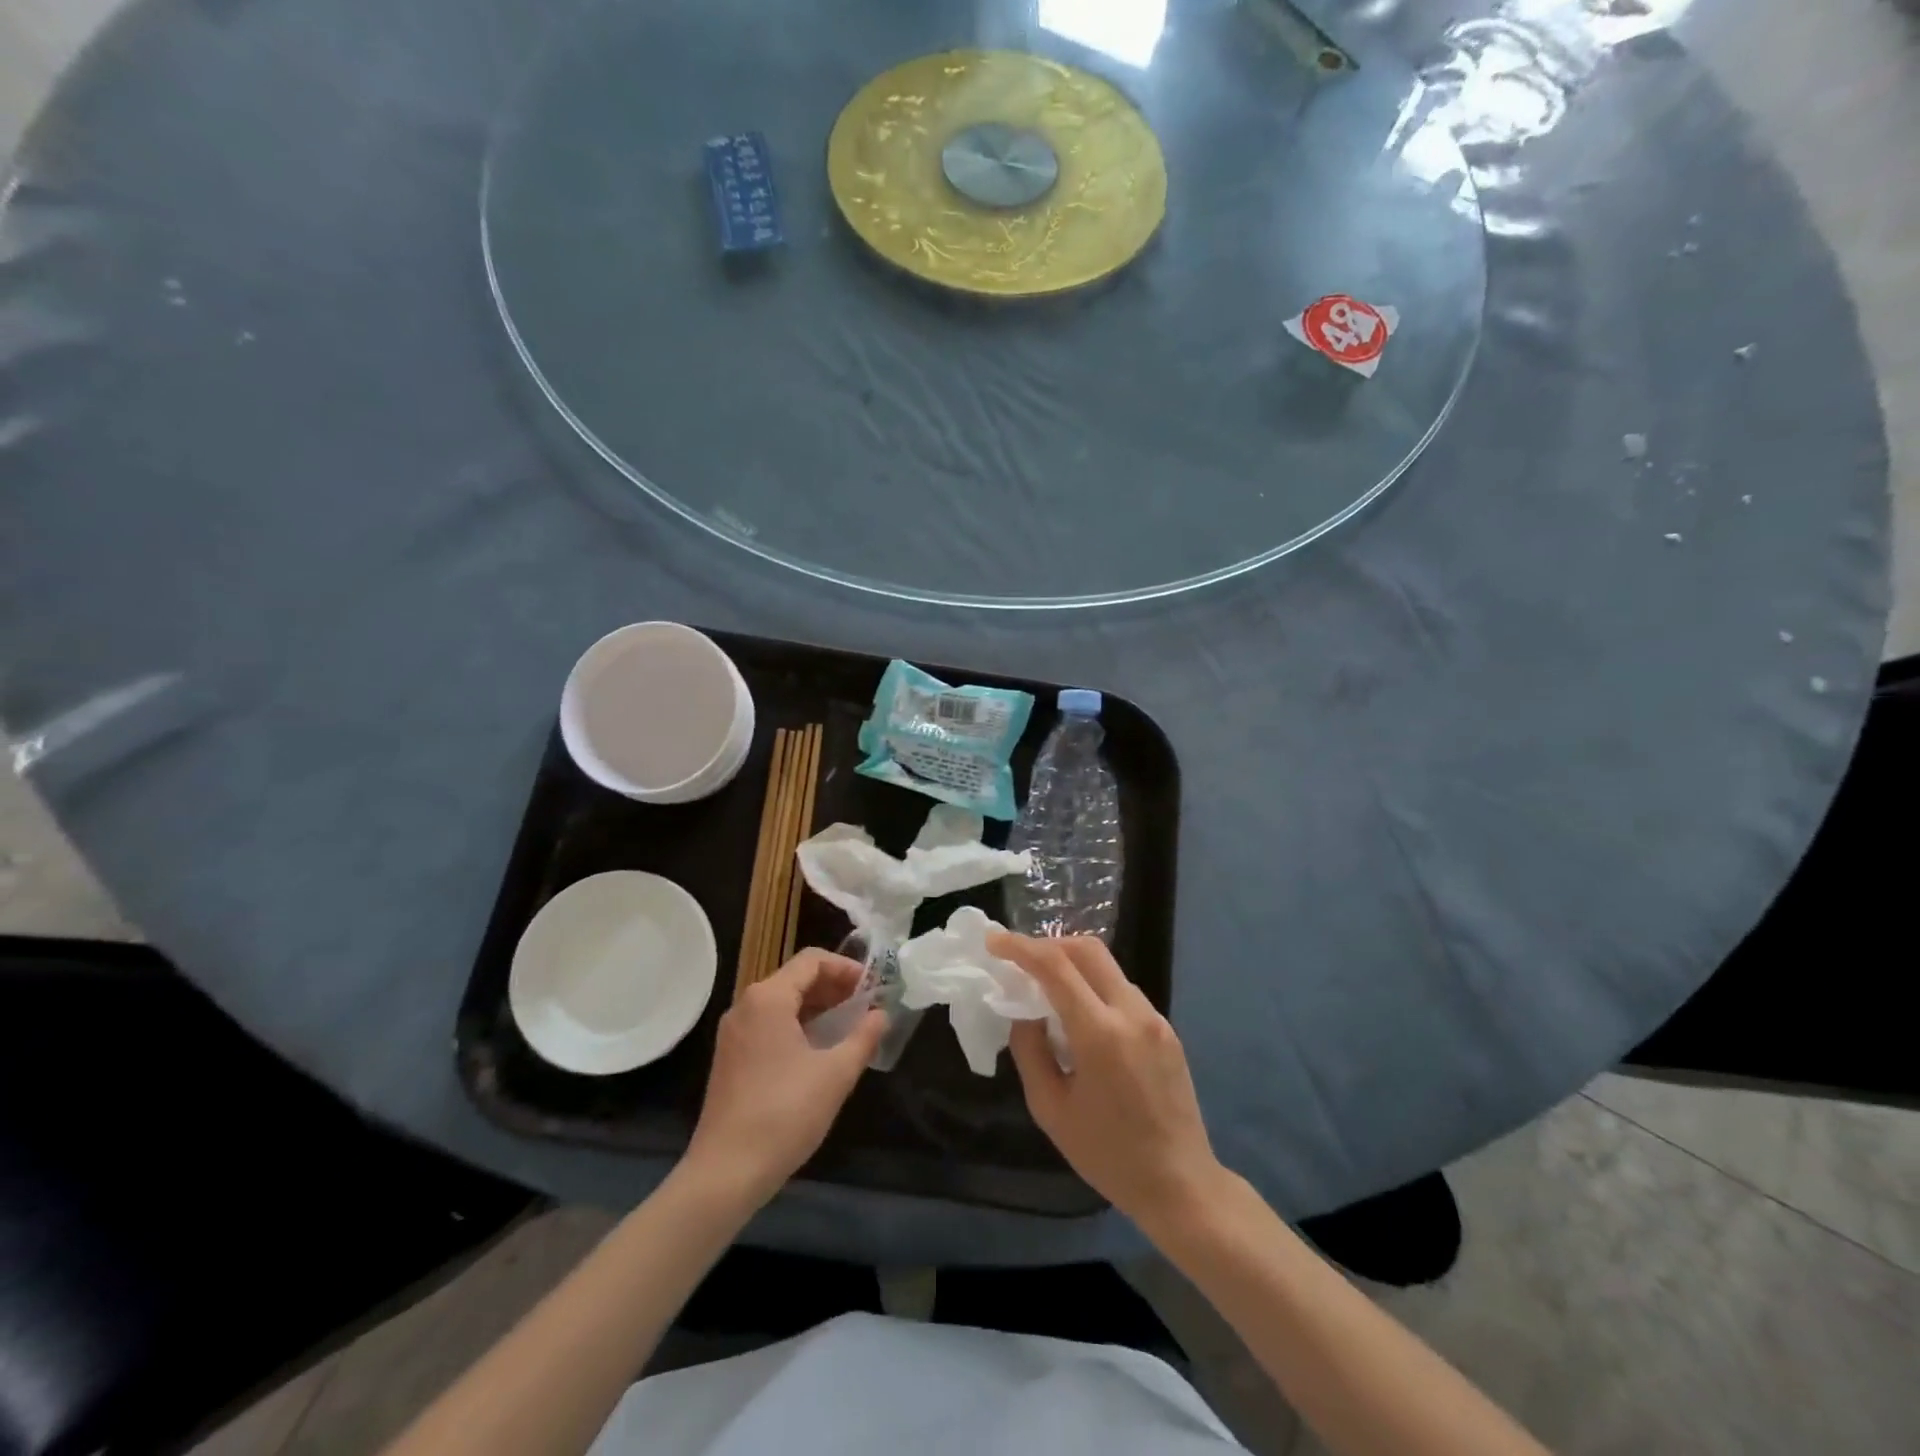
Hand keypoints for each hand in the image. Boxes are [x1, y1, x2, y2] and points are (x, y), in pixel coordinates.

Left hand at [684, 949, 885, 1206]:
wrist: (725, 1173)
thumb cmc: (785, 1114)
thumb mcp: (836, 1074)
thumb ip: (863, 1037)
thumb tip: (882, 1015)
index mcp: (768, 998)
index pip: (812, 961)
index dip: (847, 968)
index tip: (873, 988)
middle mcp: (746, 1005)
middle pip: (796, 978)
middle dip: (834, 987)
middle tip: (866, 1007)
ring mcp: (734, 1032)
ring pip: (782, 1002)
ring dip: (817, 1007)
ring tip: (848, 1028)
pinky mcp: (730, 1057)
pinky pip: (769, 1024)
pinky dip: (797, 1025)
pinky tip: (819, 1051)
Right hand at [991, 932, 1225, 1232]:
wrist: (1181, 1184)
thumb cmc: (1107, 1155)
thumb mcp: (1050, 1109)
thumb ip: (1030, 1050)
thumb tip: (1024, 1011)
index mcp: (1101, 1033)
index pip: (1056, 967)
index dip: (1020, 947)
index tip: (993, 941)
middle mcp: (1132, 1013)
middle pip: (1087, 949)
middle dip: (1048, 944)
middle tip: (1019, 959)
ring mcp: (1155, 1017)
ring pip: (1107, 966)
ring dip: (1072, 964)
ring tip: (1045, 988)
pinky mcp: (1166, 1028)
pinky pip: (1122, 990)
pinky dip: (1093, 986)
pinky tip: (1079, 1015)